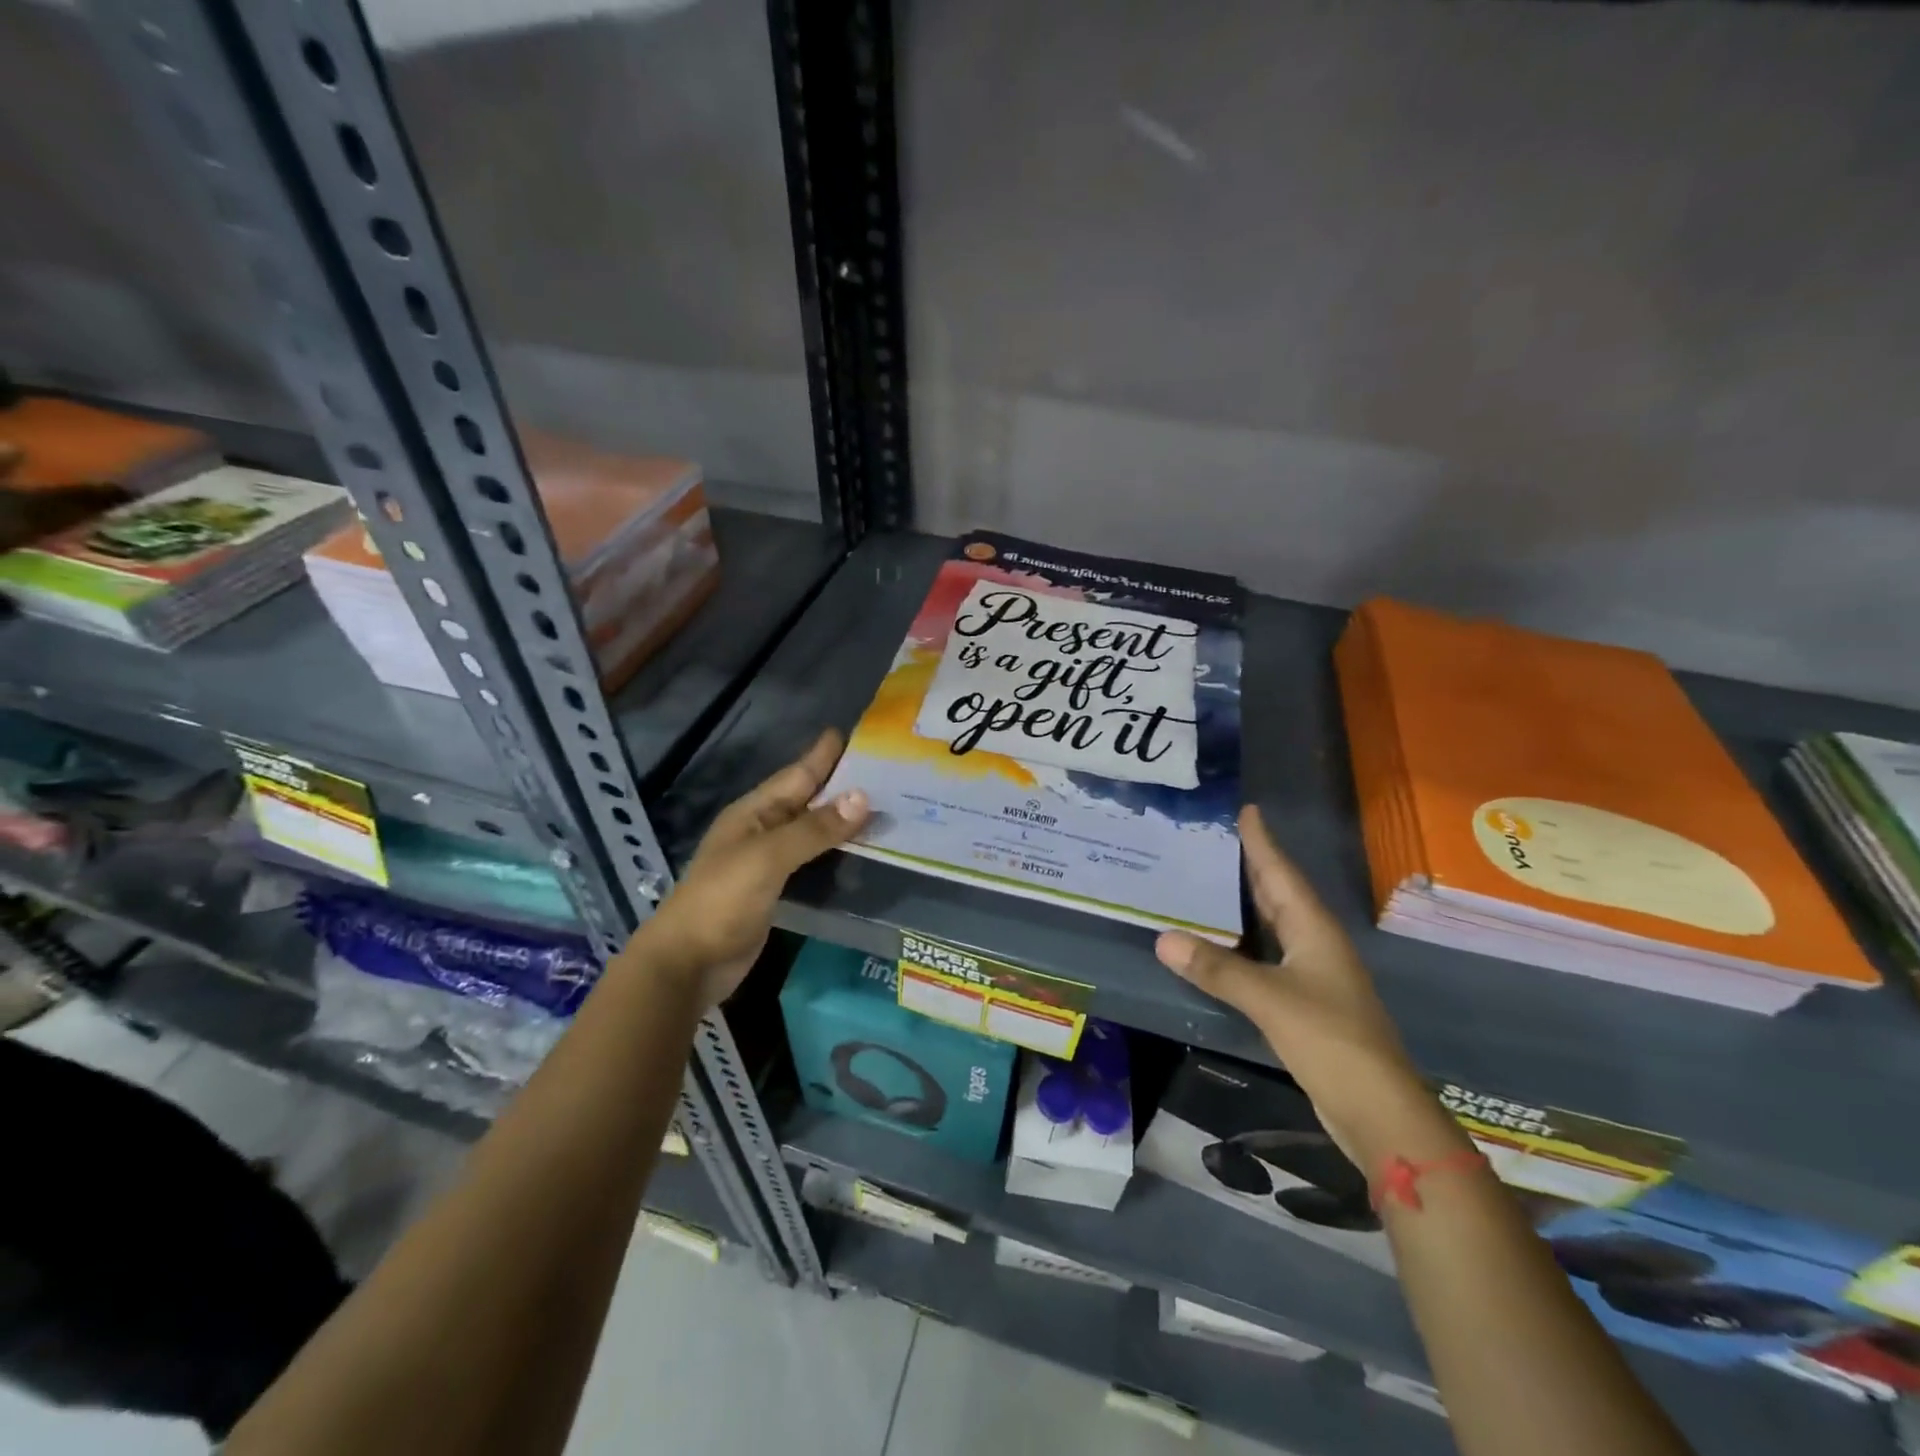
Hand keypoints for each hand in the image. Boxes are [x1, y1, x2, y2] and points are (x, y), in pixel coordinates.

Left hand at [632, 730, 868, 1011]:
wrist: (689, 963)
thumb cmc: (722, 900)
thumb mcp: (768, 857)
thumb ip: (814, 829)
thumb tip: (863, 797)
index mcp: (753, 813)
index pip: (797, 775)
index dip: (824, 755)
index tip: (856, 734)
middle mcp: (761, 831)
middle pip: (807, 800)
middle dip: (841, 785)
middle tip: (886, 772)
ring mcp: (768, 862)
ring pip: (812, 831)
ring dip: (843, 820)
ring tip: (884, 808)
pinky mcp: (777, 891)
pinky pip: (813, 861)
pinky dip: (836, 853)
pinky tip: (862, 851)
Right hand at [1154, 805, 1452, 1165]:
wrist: (1377, 1109)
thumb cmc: (1330, 1040)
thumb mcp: (1269, 999)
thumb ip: (1217, 969)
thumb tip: (1163, 938)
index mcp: (1314, 930)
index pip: (1282, 873)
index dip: (1263, 842)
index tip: (1247, 810)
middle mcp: (1315, 943)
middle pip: (1279, 894)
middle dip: (1252, 865)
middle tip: (1216, 839)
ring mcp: (1312, 974)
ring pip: (1273, 925)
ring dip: (1245, 903)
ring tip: (1210, 881)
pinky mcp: (1304, 1002)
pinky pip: (1266, 955)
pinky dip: (1242, 942)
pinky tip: (1220, 943)